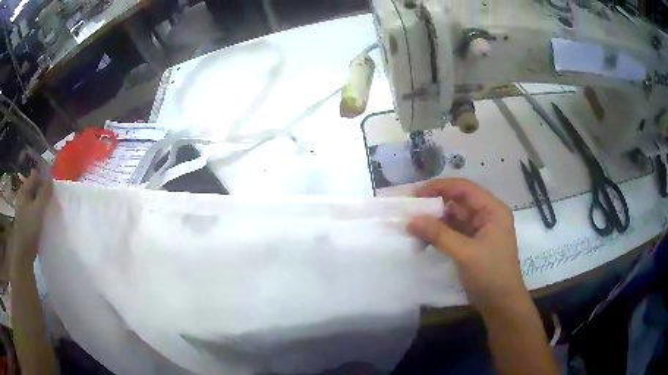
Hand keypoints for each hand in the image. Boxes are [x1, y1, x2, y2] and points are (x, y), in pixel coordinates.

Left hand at [9, 171, 52, 268]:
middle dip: (42, 192)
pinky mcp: (25, 223)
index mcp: (24, 191)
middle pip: (34, 188)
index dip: (43, 179)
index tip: (52, 189)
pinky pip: (33, 213)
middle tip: (51, 201)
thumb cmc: (29, 228)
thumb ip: (44, 194)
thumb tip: (51, 180)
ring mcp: (23, 211)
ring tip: (48, 212)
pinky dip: (38, 214)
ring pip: (33, 201)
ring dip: (41, 204)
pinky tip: (43, 222)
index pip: (35, 176)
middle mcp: (22, 197)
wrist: (23, 254)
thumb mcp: (38, 209)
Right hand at [407, 178, 527, 313]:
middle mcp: (487, 215)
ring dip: (434, 222)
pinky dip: (438, 235)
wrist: (501, 305)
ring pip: (453, 218)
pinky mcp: (472, 245)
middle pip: (458, 202)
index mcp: (492, 210)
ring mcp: (479, 231)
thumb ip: (439, 235)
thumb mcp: (466, 254)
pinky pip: (453, 233)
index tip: (415, 195)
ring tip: (413, 228)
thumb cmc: (491, 275)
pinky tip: (423, 241)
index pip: (464, 188)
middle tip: (410, 211)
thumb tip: (411, 220)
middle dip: (434, 205)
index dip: (439, 187)